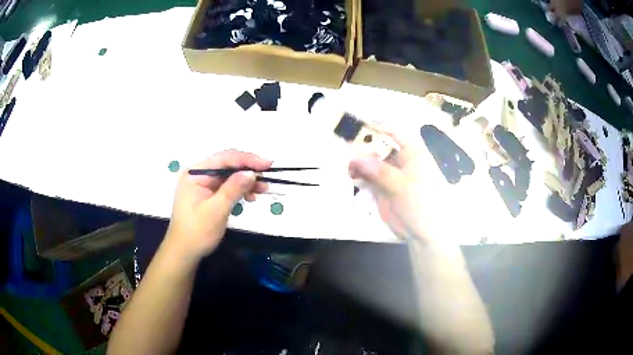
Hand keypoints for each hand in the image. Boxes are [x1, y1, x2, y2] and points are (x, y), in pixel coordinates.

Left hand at [165, 150, 271, 260]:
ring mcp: (203, 184)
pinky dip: (240, 190)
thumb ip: (233, 189)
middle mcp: (199, 174)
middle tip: (267, 178)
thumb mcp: (216, 210)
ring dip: (246, 181)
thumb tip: (252, 172)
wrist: (185, 252)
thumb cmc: (197, 232)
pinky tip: (251, 197)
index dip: (247, 159)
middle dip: (248, 170)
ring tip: (263, 190)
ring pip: (229, 176)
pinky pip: (227, 186)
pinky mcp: (208, 194)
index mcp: (195, 173)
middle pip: (227, 165)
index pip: (224, 159)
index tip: (267, 164)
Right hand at [349, 131, 451, 244]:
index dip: (376, 127)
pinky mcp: (382, 188)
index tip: (357, 129)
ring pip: (370, 161)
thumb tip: (355, 157)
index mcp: (411, 153)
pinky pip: (367, 177)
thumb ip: (379, 171)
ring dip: (358, 162)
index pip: (394, 132)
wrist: (424, 232)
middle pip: (378, 146)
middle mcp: (399, 159)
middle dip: (362, 147)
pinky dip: (359, 176)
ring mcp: (390, 174)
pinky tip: (352, 178)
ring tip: (348, 168)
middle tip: (346, 150)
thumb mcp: (402, 185)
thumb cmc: (422, 203)